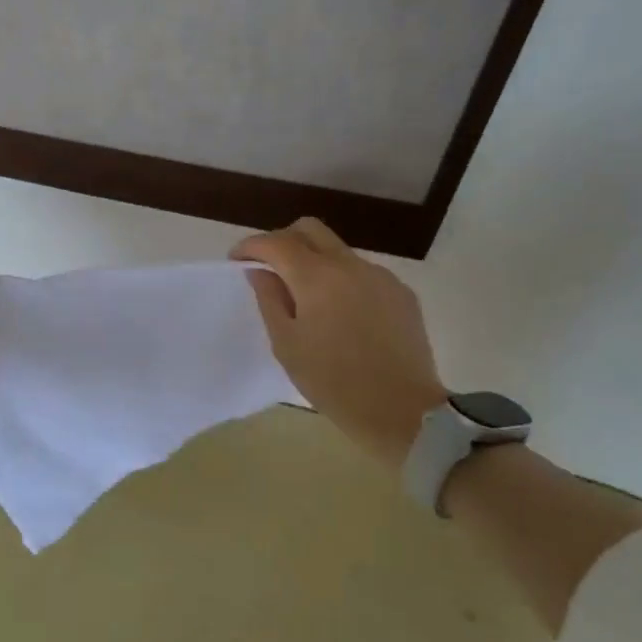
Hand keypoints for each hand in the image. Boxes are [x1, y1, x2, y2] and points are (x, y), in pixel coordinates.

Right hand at [232, 217, 447, 469]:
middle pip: (310, 229)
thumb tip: (260, 271)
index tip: (237, 260)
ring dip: (315, 261)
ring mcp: (380, 276)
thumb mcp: (287, 345)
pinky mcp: (401, 293)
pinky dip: (342, 280)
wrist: (405, 412)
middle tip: (270, 267)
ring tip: (307, 297)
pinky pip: (363, 273)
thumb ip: (269, 299)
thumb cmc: (334, 383)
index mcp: (316, 277)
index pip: (275, 242)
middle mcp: (349, 265)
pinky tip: (342, 314)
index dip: (251, 246)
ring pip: (338, 250)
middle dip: (283, 240)